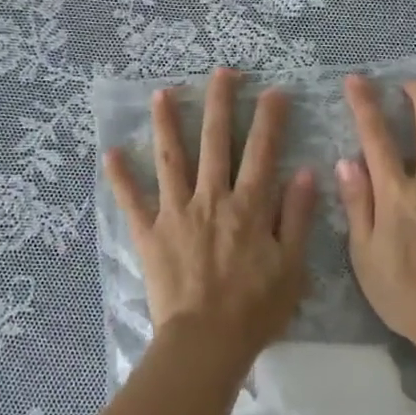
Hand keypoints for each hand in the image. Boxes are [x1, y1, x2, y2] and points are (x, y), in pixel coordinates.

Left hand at [105, 67, 317, 359]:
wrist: (206, 341)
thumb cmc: (255, 308)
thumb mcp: (291, 266)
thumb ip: (296, 217)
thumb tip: (304, 173)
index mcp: (248, 206)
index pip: (262, 151)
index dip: (270, 118)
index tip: (274, 90)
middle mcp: (211, 198)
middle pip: (216, 142)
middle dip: (220, 103)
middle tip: (222, 72)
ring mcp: (176, 212)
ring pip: (171, 159)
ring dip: (167, 123)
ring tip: (162, 93)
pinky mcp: (150, 232)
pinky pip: (132, 201)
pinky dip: (120, 177)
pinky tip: (111, 153)